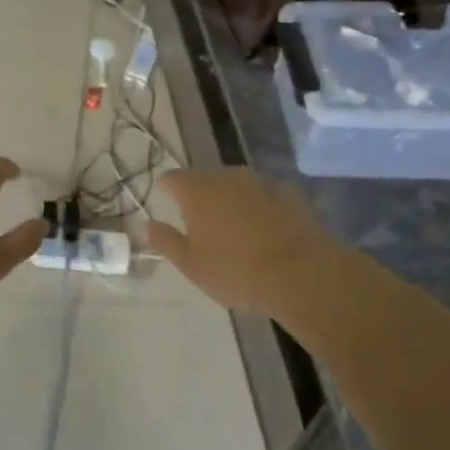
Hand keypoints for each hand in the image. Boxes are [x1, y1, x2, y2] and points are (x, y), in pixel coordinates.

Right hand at [146, 168, 350, 323]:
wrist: (301, 273)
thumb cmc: (236, 270)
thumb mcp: (191, 264)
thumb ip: (166, 241)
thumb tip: (147, 225)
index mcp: (196, 190)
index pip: (171, 178)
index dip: (166, 190)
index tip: (167, 204)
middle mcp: (226, 176)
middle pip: (205, 180)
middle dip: (201, 197)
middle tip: (202, 226)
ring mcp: (260, 182)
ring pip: (236, 186)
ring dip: (232, 201)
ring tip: (236, 230)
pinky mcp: (288, 193)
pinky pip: (264, 196)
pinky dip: (260, 207)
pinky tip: (267, 231)